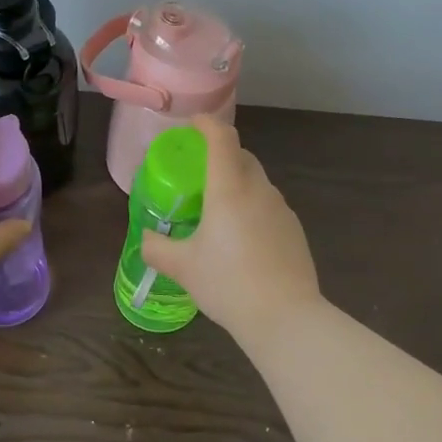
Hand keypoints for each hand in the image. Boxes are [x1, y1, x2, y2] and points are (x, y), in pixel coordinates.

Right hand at [140, 115, 322, 343]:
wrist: (286, 317)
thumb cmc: (228, 284)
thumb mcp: (182, 268)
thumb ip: (157, 248)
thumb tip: (147, 240)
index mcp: (229, 189)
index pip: (222, 138)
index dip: (207, 124)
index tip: (192, 125)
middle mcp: (259, 191)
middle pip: (242, 157)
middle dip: (220, 155)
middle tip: (198, 174)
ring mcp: (282, 209)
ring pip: (257, 182)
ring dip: (237, 184)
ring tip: (217, 211)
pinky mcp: (294, 230)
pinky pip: (268, 206)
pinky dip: (252, 208)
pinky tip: (241, 239)